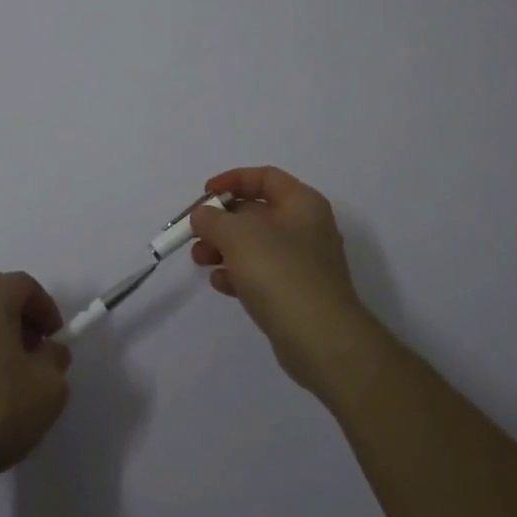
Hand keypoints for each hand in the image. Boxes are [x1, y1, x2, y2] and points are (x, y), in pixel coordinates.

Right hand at [191, 166, 370, 392]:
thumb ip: (213, 218)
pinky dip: (238, 274)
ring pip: (255, 244)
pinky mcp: (296, 293)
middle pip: (256, 212)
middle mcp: (306, 227)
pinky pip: (261, 273)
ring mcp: (303, 262)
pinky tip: (220, 284)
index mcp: (302, 203)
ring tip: (200, 260)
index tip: (205, 195)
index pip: (264, 177)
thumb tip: (203, 216)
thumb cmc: (280, 273)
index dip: (232, 180)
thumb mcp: (237, 235)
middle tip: (195, 234)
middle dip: (221, 221)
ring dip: (223, 248)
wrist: (321, 340)